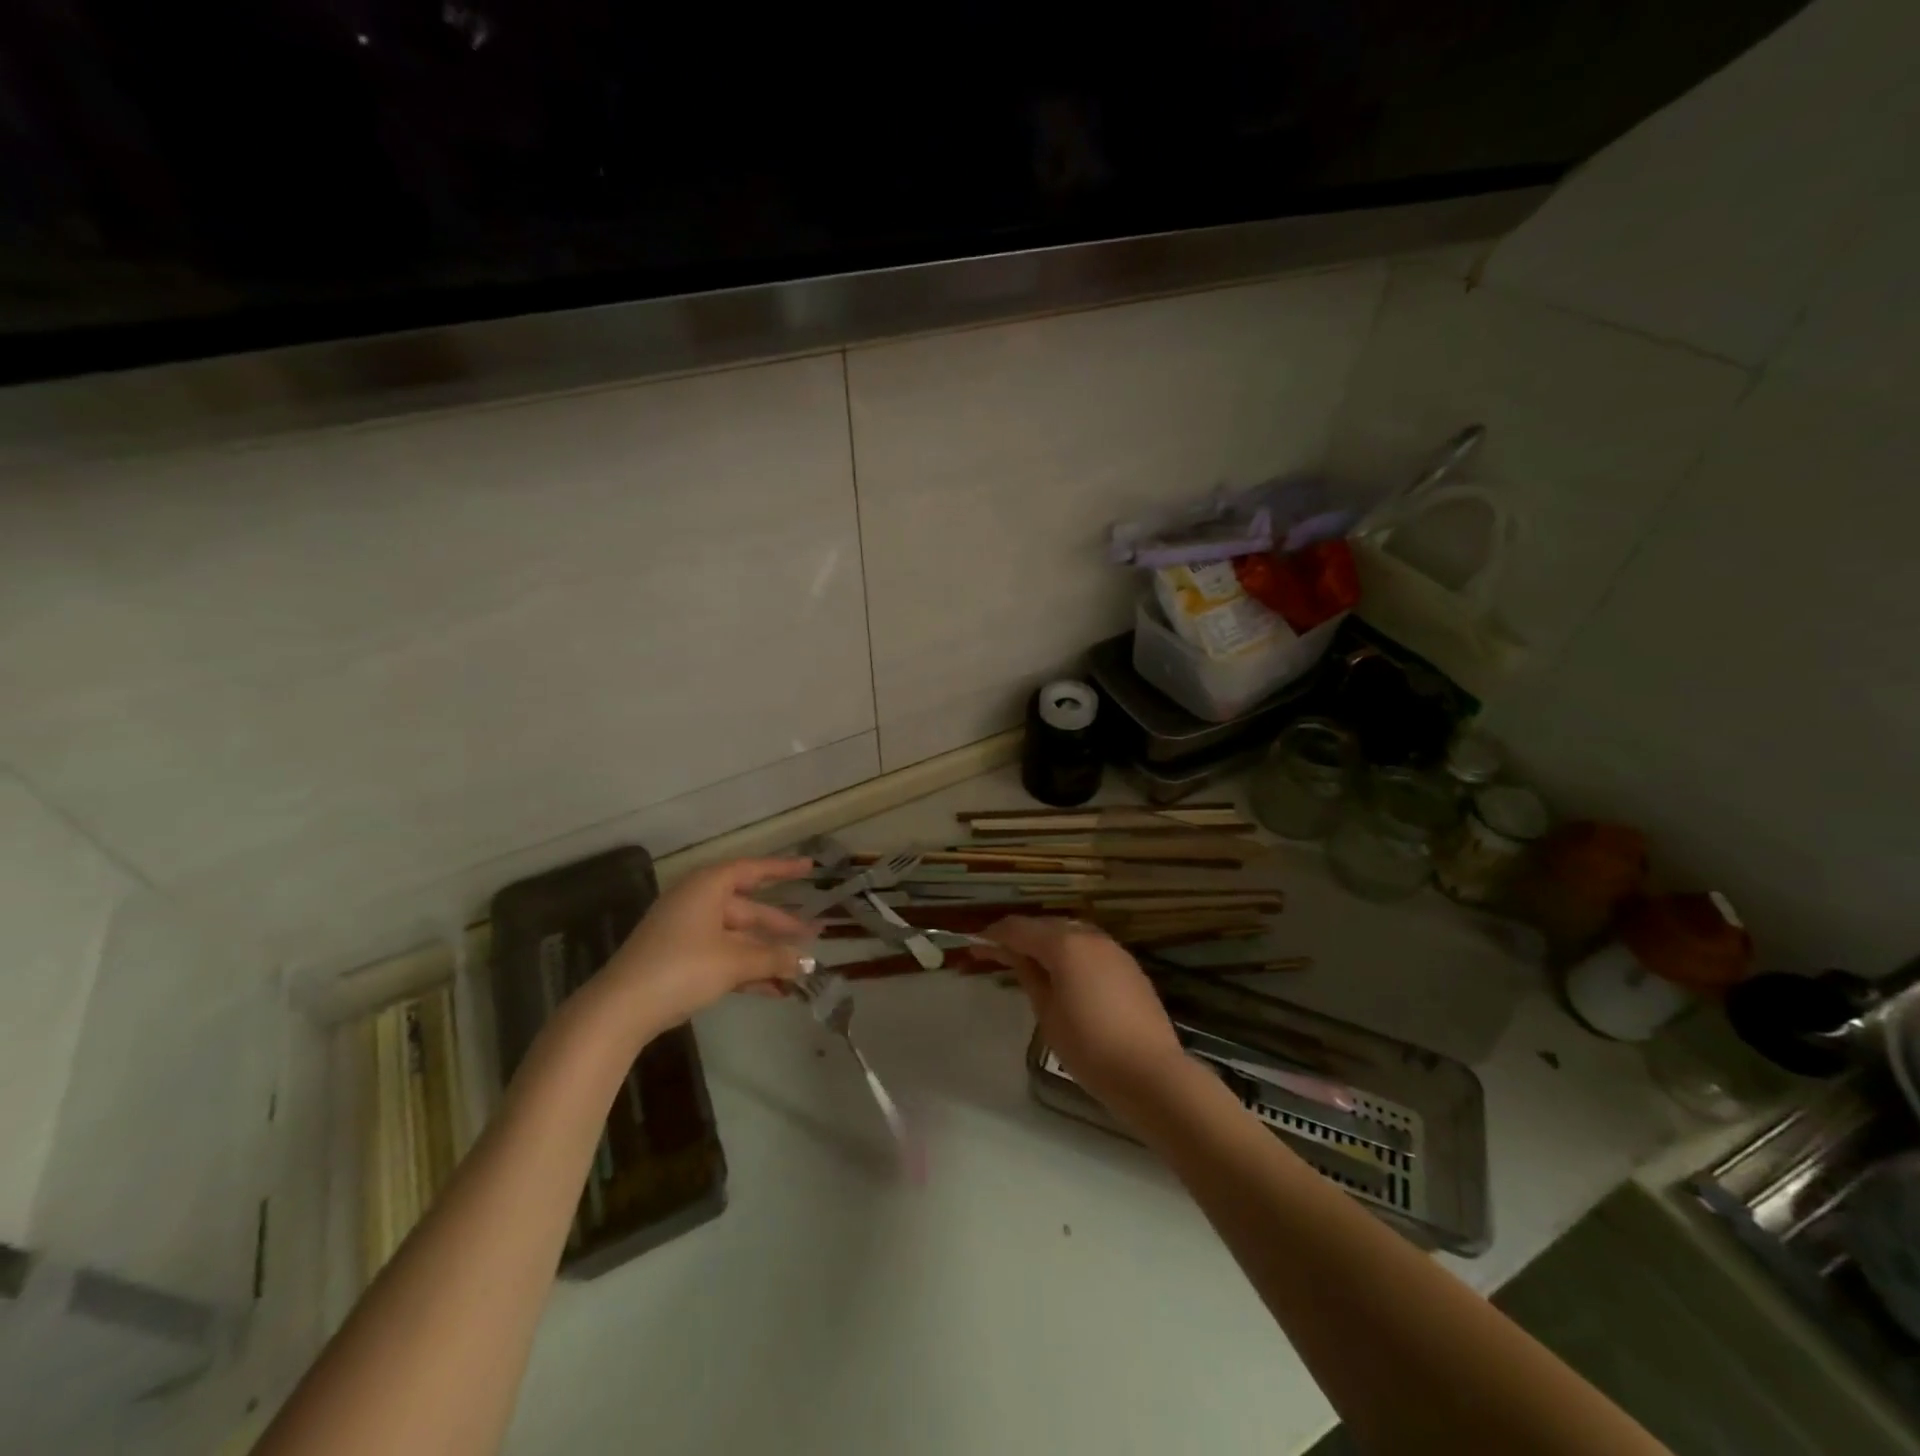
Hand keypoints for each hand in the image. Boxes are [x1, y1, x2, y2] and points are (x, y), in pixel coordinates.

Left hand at [594, 857, 814, 1041]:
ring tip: (798, 970)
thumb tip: (805, 962)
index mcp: (708, 887)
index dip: (782, 869)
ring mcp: (687, 931)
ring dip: (766, 954)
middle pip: (748, 909)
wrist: (621, 1009)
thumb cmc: (682, 968)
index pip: (753, 870)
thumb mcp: (734, 962)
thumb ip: (773, 958)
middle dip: (780, 926)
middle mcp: (698, 902)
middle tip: (814, 935)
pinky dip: (746, 969)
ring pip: (738, 937)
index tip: (810, 869)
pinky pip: (723, 956)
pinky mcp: (680, 959)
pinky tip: (773, 990)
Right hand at [985, 916, 1188, 1110]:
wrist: (1151, 1073)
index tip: (973, 944)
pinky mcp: (1128, 966)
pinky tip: (1062, 972)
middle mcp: (1089, 936)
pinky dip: (1069, 952)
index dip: (993, 935)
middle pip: (1045, 925)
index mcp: (1064, 944)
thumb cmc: (1089, 1047)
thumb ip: (1029, 976)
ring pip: (1069, 933)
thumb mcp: (1048, 1013)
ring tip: (1026, 962)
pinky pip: (1089, 947)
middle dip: (1018, 936)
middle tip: (994, 953)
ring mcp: (1113, 949)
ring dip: (1045, 942)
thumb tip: (1014, 955)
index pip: (1019, 929)